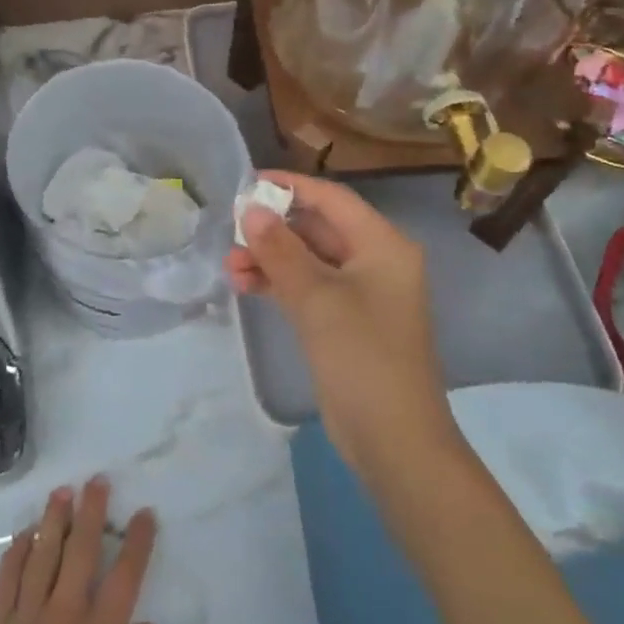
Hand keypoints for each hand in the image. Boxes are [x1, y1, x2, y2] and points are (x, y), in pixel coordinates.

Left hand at [0, 477, 159, 623]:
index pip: (125, 577)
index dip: (137, 541)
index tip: (144, 513)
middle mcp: (65, 615)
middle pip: (81, 551)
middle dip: (92, 512)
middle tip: (97, 481)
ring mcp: (27, 616)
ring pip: (42, 553)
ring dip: (54, 519)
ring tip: (62, 492)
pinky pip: (7, 577)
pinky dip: (16, 551)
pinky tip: (25, 534)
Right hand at [226, 173, 458, 477]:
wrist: (393, 439)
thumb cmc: (362, 356)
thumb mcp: (316, 298)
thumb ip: (280, 250)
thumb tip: (251, 210)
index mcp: (382, 245)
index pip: (332, 199)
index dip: (290, 187)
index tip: (248, 183)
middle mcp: (374, 261)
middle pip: (317, 228)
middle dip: (273, 229)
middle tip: (231, 232)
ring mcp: (360, 293)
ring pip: (307, 259)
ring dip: (270, 259)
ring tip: (230, 266)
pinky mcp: (344, 321)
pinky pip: (307, 287)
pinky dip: (278, 283)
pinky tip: (245, 285)